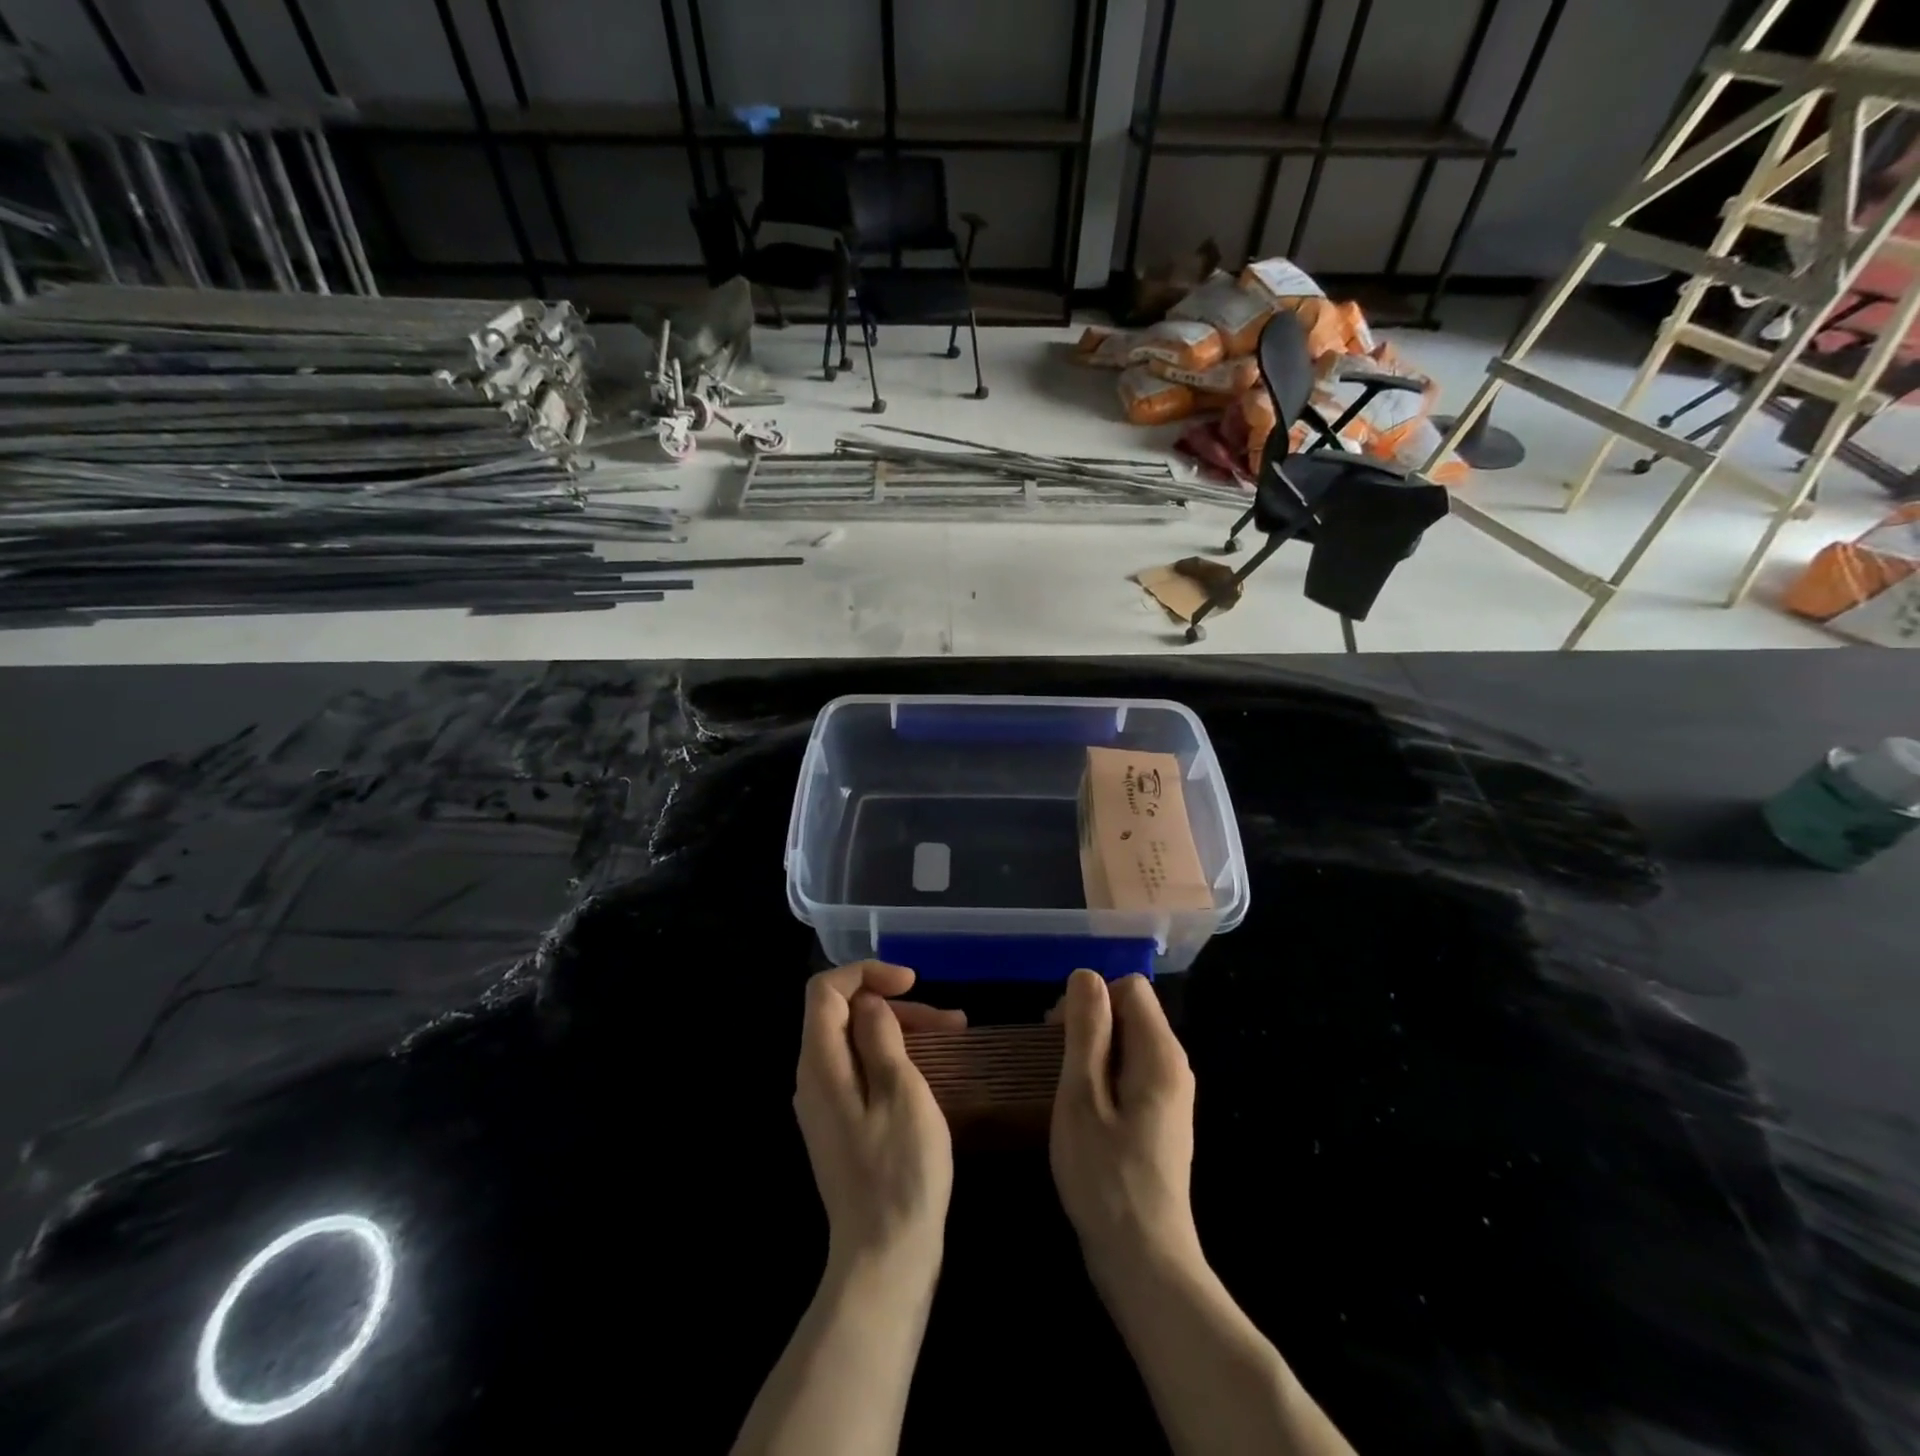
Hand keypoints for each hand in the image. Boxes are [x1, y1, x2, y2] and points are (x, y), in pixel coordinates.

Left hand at [793, 962, 964, 1276]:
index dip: (867, 973)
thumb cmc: (900, 1171)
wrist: (885, 1257)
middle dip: (894, 1005)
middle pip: (843, 1014)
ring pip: (857, 1041)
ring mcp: (826, 1104)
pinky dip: (894, 1057)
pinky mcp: (842, 1124)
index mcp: (820, 1063)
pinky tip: (931, 1067)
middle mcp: (813, 1078)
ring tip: (954, 1034)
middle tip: (948, 1019)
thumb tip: (870, 1003)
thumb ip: (880, 1037)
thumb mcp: (901, 1092)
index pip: (825, 989)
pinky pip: (862, 1070)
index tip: (911, 983)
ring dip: (902, 1030)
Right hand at [1049, 970, 1201, 1283]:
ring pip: (1129, 1042)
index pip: (1130, 986)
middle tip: (1054, 1061)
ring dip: (1093, 1050)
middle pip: (1132, 1011)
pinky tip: (1082, 1109)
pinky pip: (1132, 1072)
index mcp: (1160, 1053)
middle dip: (1090, 1022)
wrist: (1145, 1262)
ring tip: (1063, 1086)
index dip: (1091, 997)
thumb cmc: (1106, 1176)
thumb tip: (1086, 974)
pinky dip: (1104, 1075)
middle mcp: (1174, 1066)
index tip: (1058, 1032)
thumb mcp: (1082, 1096)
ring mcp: (1171, 1095)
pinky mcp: (1162, 1120)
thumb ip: (1086, 1030)